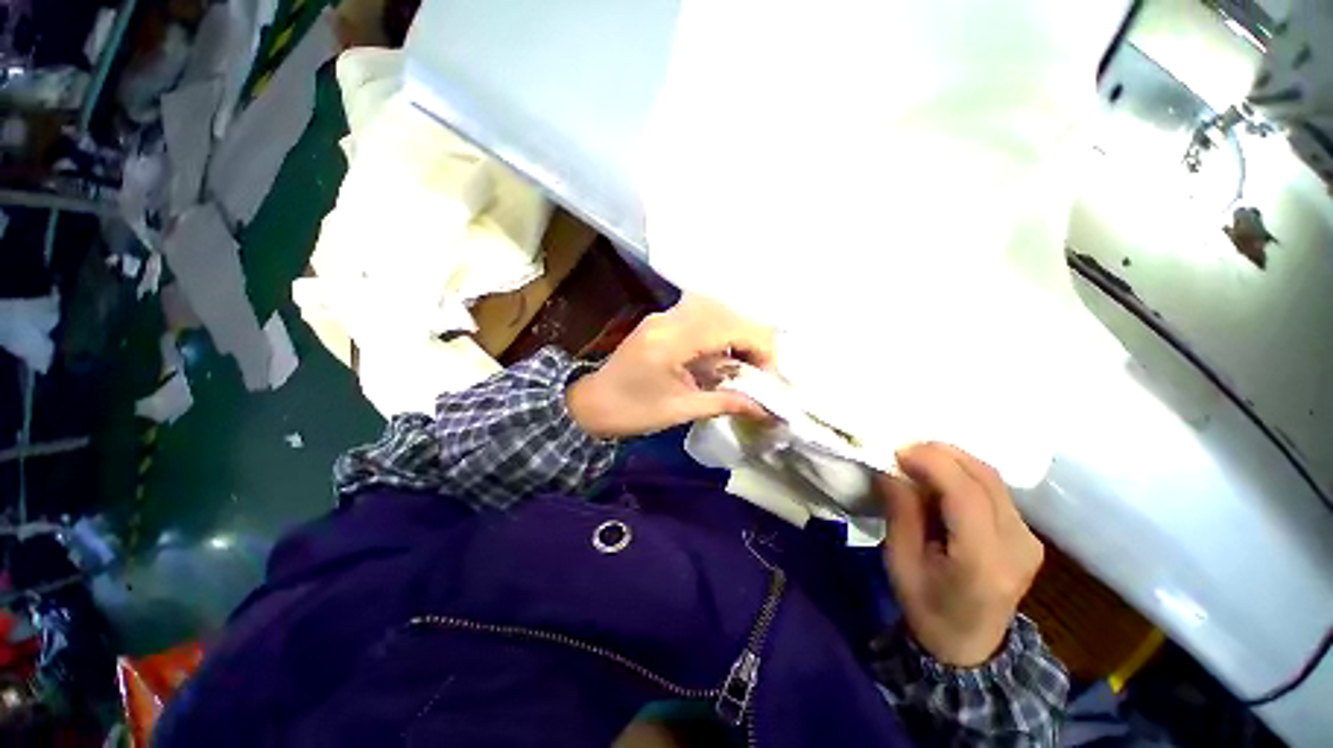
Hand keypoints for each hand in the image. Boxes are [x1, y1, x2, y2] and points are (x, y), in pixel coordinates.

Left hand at [566, 294, 775, 438]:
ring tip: (745, 364)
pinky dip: (722, 332)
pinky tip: (724, 356)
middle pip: (726, 311)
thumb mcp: (680, 410)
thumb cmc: (632, 412)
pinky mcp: (663, 321)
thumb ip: (726, 403)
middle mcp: (669, 318)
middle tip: (760, 371)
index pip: (729, 327)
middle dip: (753, 339)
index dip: (759, 347)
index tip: (769, 377)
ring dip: (738, 333)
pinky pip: (702, 316)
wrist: (591, 404)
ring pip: (716, 309)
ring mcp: (664, 316)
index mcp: (670, 340)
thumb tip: (767, 408)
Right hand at [878, 443, 1043, 666]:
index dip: (932, 463)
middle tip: (903, 450)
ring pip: (992, 478)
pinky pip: (994, 488)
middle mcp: (1018, 545)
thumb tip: (891, 468)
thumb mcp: (900, 561)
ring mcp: (1029, 539)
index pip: (966, 494)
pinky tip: (939, 479)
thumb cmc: (926, 607)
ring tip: (917, 461)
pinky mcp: (1027, 534)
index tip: (897, 451)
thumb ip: (900, 511)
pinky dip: (963, 474)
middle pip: (985, 478)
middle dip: (941, 454)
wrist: (968, 646)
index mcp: (984, 561)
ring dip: (952, 460)